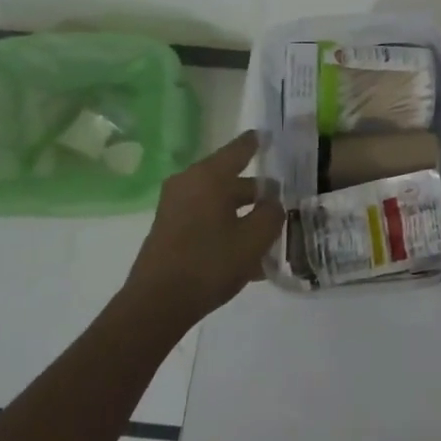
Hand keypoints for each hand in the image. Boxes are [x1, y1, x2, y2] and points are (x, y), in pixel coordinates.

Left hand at [122, 133, 282, 326]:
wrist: (157, 304)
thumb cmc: (210, 263)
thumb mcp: (255, 238)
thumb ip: (272, 213)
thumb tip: (272, 202)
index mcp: (210, 177)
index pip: (240, 148)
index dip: (258, 142)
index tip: (271, 136)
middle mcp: (189, 183)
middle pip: (231, 179)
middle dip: (258, 191)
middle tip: (283, 201)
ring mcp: (175, 207)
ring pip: (220, 202)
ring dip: (244, 214)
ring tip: (270, 234)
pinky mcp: (170, 229)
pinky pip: (207, 219)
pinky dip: (227, 228)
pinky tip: (248, 256)